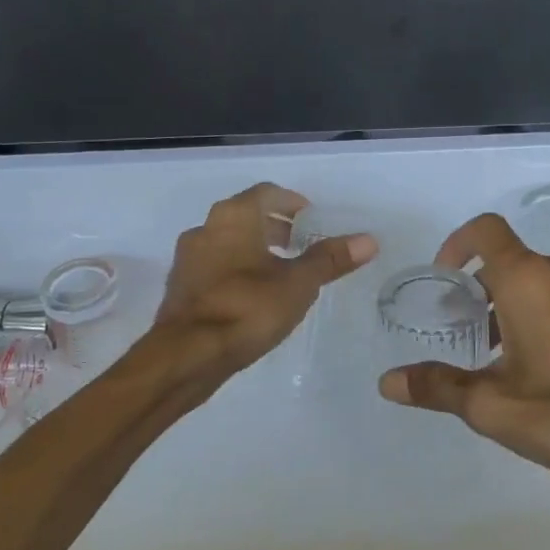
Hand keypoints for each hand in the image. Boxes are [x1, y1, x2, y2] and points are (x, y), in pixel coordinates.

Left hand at [155, 183, 377, 376]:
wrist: (187, 355)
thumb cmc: (247, 308)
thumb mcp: (298, 284)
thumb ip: (330, 259)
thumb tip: (369, 240)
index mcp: (234, 216)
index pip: (267, 193)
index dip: (292, 203)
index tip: (311, 219)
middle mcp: (206, 227)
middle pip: (246, 216)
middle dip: (275, 226)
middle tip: (302, 244)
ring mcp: (188, 258)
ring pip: (228, 242)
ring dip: (254, 249)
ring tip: (282, 272)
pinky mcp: (181, 287)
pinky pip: (215, 267)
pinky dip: (236, 271)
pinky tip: (254, 296)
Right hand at [377, 214, 549, 508]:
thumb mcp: (497, 410)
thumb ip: (440, 388)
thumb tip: (389, 381)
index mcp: (530, 280)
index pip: (485, 231)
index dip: (458, 245)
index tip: (447, 280)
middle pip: (517, 263)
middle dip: (489, 293)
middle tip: (478, 341)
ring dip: (527, 309)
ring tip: (522, 365)